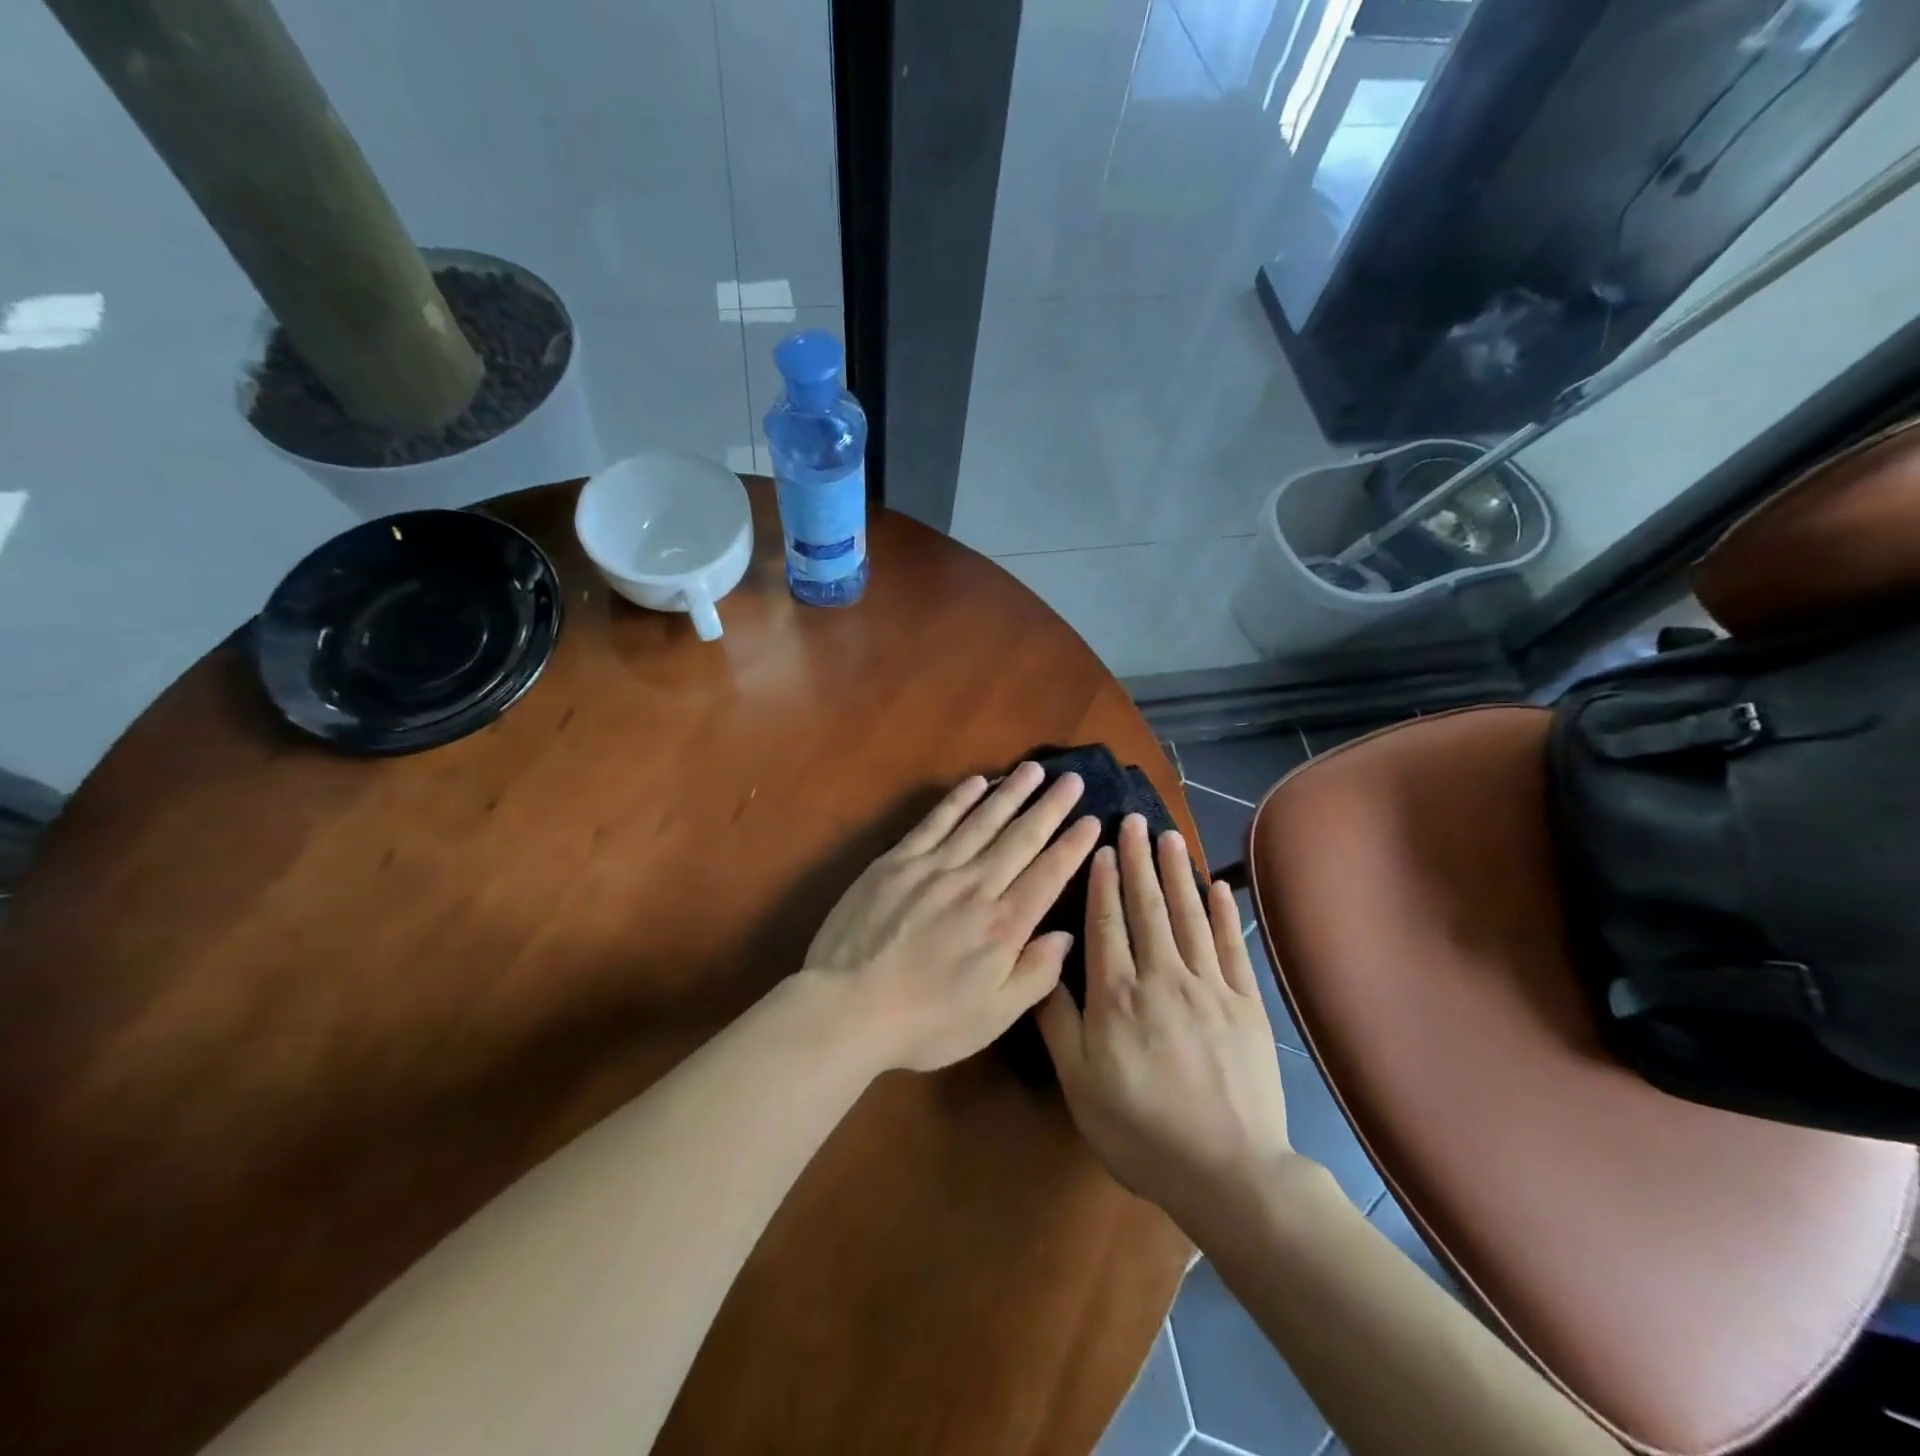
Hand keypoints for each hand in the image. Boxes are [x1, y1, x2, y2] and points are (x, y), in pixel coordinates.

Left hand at [806, 762, 1102, 1072]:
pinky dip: (958, 800)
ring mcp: (934, 868)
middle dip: (1050, 807)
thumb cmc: (925, 1021)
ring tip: (1034, 769)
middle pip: (1020, 838)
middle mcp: (975, 885)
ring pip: (982, 821)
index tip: (1093, 820)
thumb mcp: (993, 1017)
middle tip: (1072, 779)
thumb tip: (1066, 935)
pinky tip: (976, 782)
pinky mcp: (897, 861)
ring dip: (1010, 793)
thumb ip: (1036, 975)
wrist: (847, 1007)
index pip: (1049, 874)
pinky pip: (935, 822)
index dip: (1073, 845)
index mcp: (1003, 925)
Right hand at [1038, 814, 1293, 1226]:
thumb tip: (1045, 963)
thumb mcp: (1079, 1083)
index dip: (1102, 882)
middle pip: (1147, 907)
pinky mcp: (1246, 1004)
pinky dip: (1224, 913)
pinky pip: (1231, 947)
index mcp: (1117, 995)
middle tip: (1134, 821)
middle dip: (1138, 861)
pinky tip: (1217, 886)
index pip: (1107, 923)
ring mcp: (1209, 987)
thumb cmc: (1140, 1130)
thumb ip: (1057, 1021)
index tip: (1101, 846)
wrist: (1227, 1172)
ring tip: (1169, 837)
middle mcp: (1162, 977)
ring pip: (1188, 916)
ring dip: (1176, 873)